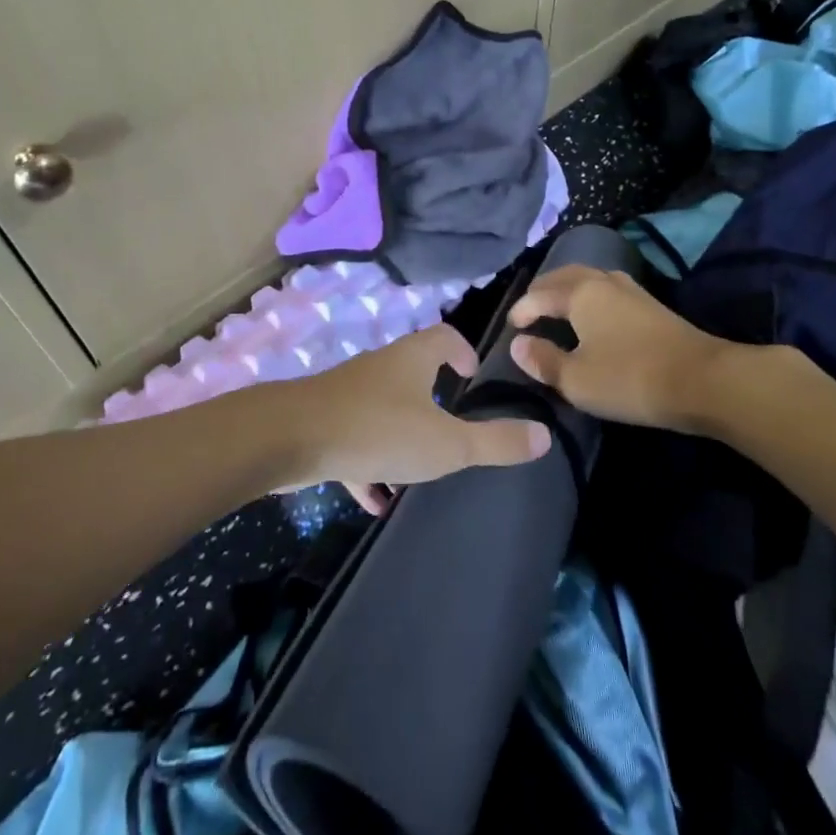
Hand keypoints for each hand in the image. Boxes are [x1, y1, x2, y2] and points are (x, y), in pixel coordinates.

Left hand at [278, 324, 551, 513]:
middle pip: (414, 372)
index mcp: (413, 358)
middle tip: (452, 431)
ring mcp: (350, 392)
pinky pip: (356, 439)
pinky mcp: (326, 420)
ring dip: (402, 436)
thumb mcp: (446, 443)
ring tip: (418, 474)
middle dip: (434, 400)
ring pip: (385, 408)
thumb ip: (494, 442)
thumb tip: (543, 436)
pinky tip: (375, 498)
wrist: (292, 438)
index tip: (472, 379)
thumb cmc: (379, 430)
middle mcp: (381, 366)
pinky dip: (369, 463)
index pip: (445, 336)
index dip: (463, 352)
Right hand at [508, 265, 737, 431]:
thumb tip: (518, 344)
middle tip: (530, 308)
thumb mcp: (577, 379)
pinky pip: (607, 290)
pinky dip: (589, 297)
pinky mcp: (650, 306)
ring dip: (568, 289)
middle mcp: (604, 282)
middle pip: (566, 276)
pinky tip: (593, 315)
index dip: (522, 310)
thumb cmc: (630, 378)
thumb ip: (543, 360)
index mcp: (581, 293)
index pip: (541, 295)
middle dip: (544, 290)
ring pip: (590, 279)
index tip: (511, 327)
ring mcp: (631, 291)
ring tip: (557, 308)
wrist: (703, 381)